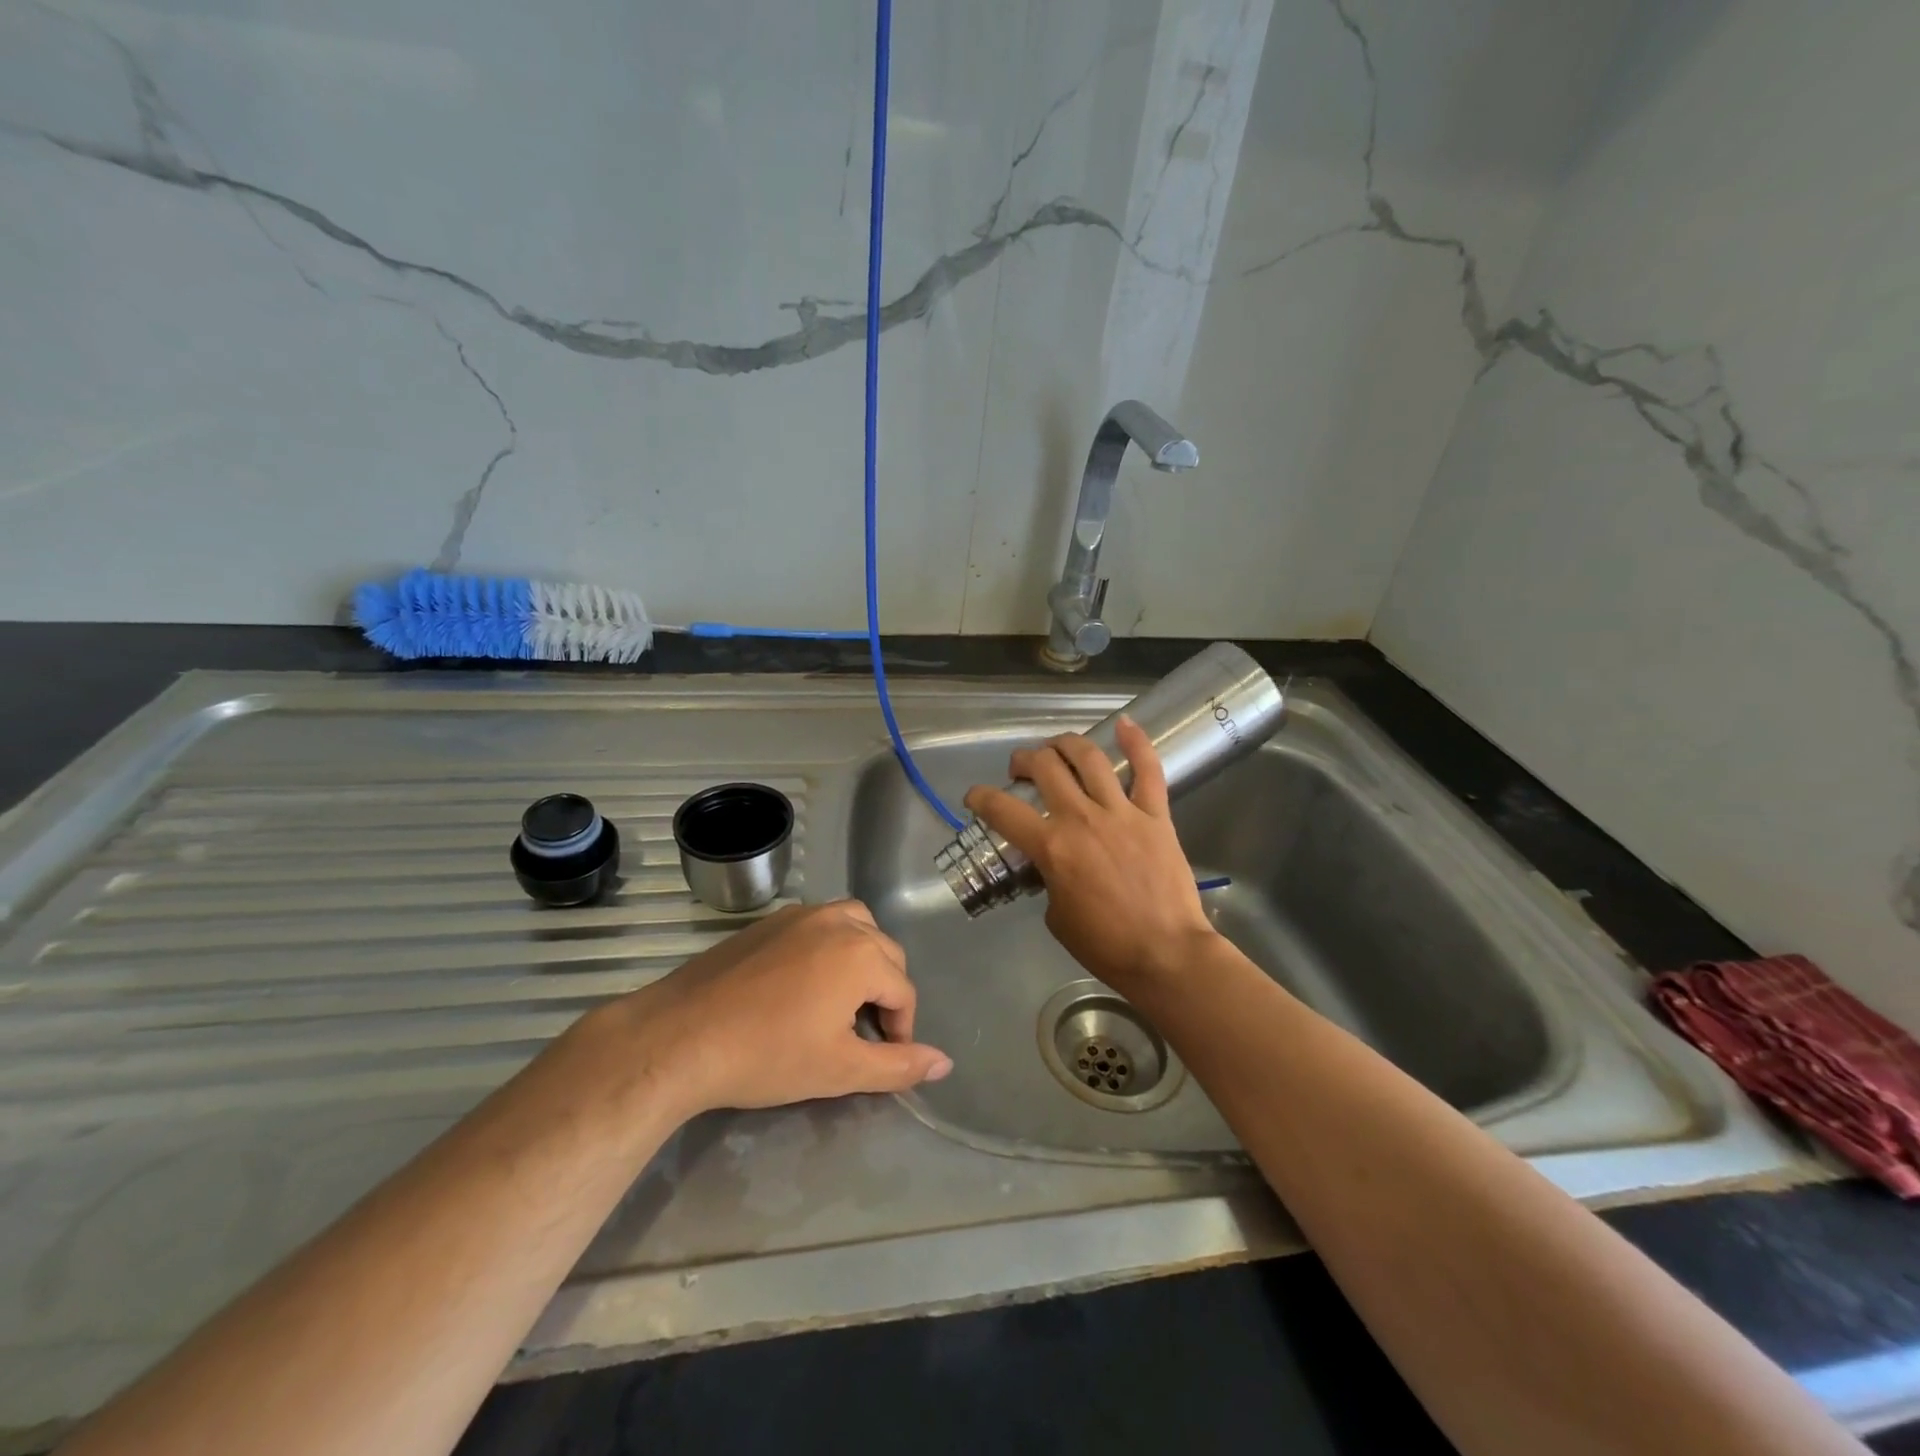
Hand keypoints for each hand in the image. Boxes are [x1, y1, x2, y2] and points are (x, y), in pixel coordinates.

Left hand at [615, 901, 950, 1116]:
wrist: (681, 1036)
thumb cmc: (767, 1055)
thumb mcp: (840, 1069)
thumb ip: (898, 1065)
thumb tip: (945, 1063)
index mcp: (862, 954)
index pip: (904, 991)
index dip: (901, 1029)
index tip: (880, 1057)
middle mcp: (839, 921)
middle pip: (885, 954)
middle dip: (885, 992)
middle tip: (861, 1033)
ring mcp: (802, 914)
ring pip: (855, 926)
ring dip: (862, 958)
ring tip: (843, 998)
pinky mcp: (771, 920)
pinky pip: (819, 922)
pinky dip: (830, 944)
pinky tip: (804, 981)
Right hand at [964, 716, 1220, 995]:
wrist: (1166, 955)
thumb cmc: (1106, 946)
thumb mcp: (1057, 917)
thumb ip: (1049, 881)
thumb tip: (1054, 867)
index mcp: (1052, 847)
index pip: (1002, 810)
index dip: (980, 798)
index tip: (974, 797)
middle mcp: (1081, 818)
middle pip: (1044, 768)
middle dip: (1023, 760)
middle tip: (1020, 768)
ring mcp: (1121, 812)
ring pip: (1088, 758)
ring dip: (1065, 744)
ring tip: (1056, 746)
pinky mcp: (1155, 814)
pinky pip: (1148, 769)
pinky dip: (1137, 742)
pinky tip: (1124, 724)